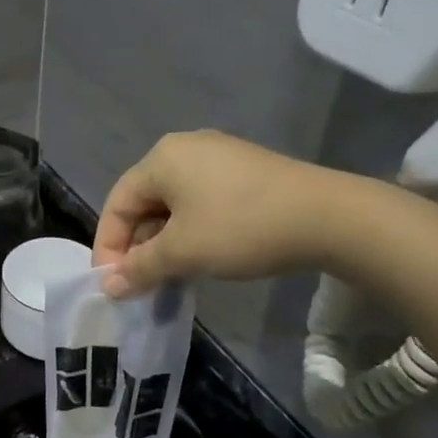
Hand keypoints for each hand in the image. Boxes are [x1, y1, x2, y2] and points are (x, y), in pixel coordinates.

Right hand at [92, 130, 352, 297]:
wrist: (329, 217)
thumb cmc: (241, 228)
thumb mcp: (183, 252)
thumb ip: (139, 268)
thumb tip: (109, 288)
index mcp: (162, 158)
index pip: (117, 203)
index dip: (108, 246)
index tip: (112, 284)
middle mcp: (185, 149)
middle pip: (144, 202)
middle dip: (137, 247)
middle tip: (140, 285)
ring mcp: (219, 158)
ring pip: (174, 206)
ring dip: (164, 244)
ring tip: (168, 278)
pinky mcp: (244, 172)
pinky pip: (200, 203)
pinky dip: (190, 232)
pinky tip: (199, 259)